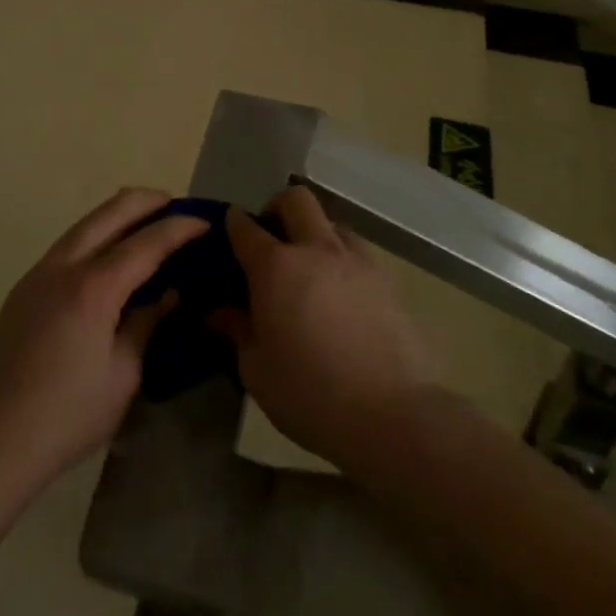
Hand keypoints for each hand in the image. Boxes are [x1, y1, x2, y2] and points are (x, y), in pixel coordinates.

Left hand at [0, 188, 206, 490]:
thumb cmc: (68, 415)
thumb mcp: (123, 376)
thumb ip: (147, 325)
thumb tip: (169, 295)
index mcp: (93, 288)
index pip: (146, 243)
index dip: (179, 228)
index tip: (205, 221)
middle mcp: (64, 266)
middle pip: (110, 212)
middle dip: (146, 201)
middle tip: (175, 205)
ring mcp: (39, 272)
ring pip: (85, 223)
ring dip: (118, 214)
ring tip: (147, 220)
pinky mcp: (25, 286)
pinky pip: (68, 244)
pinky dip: (96, 235)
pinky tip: (109, 253)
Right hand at [213, 186, 442, 470]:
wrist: (395, 416)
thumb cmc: (311, 395)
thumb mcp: (257, 371)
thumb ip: (237, 331)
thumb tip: (220, 312)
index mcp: (276, 267)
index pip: (245, 227)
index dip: (234, 222)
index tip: (230, 227)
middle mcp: (316, 250)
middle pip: (296, 200)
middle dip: (278, 208)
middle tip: (273, 237)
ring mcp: (357, 261)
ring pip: (332, 223)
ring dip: (316, 235)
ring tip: (312, 269)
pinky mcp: (389, 281)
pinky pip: (359, 254)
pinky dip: (345, 262)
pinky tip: (344, 296)